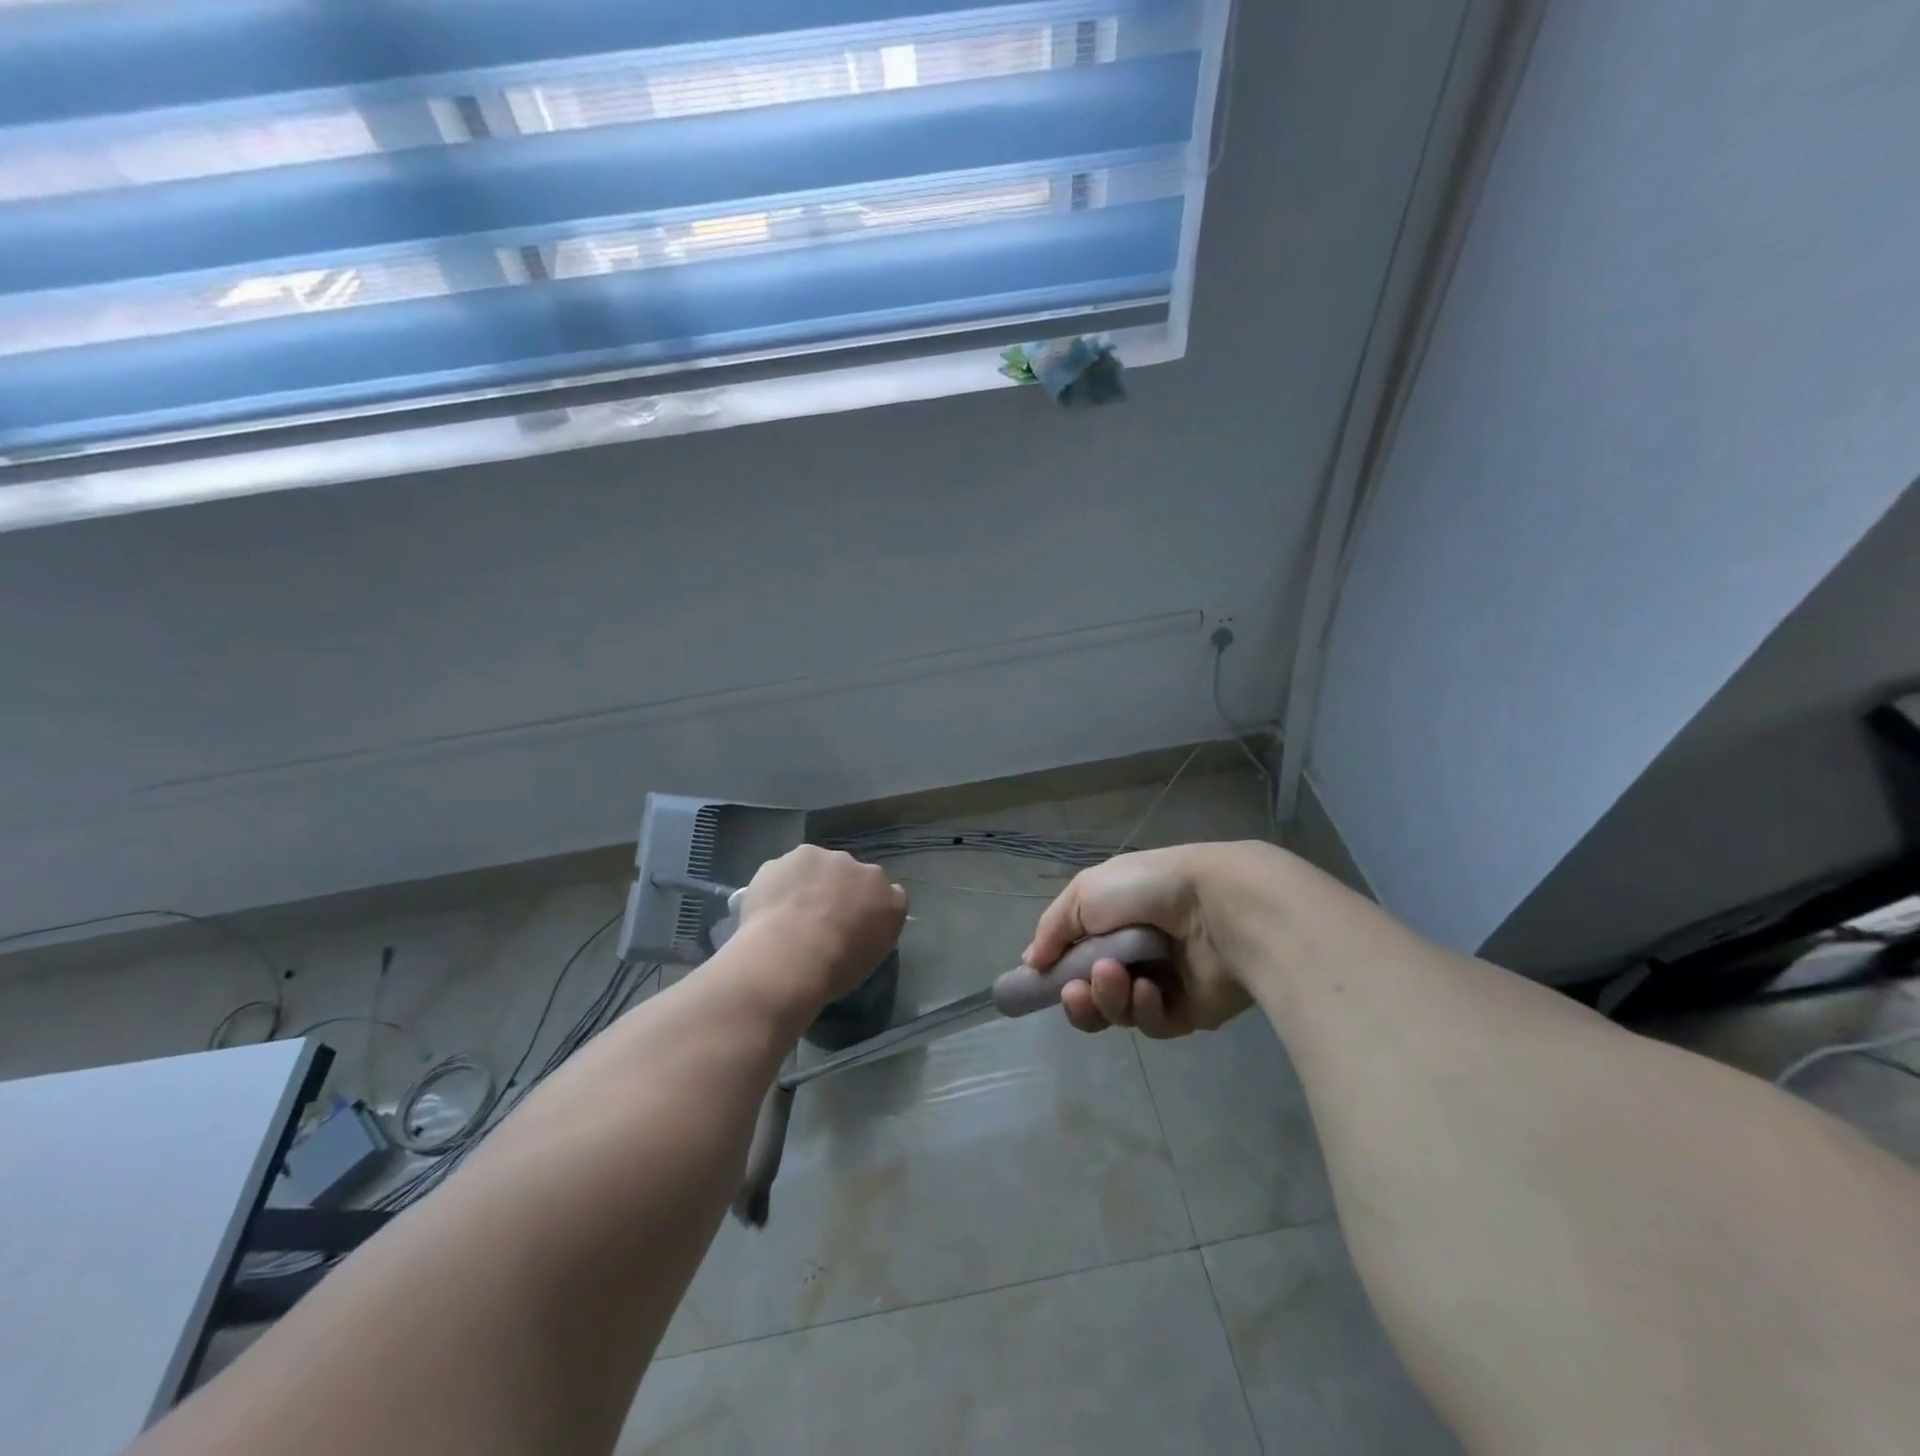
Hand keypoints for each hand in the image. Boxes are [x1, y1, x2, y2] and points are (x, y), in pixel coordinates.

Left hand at [737, 846, 907, 1003]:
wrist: (790, 955)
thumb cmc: (835, 968)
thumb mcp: (868, 960)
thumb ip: (869, 933)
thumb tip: (856, 928)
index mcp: (890, 899)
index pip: (889, 895)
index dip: (868, 907)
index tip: (853, 924)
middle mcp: (863, 869)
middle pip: (852, 874)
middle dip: (838, 889)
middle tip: (819, 918)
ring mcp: (826, 858)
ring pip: (818, 866)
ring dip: (809, 881)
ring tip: (790, 913)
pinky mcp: (792, 856)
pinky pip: (787, 869)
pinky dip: (781, 883)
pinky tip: (770, 907)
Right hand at [1024, 844, 1258, 1037]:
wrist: (1217, 906)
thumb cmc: (1145, 890)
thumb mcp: (1085, 894)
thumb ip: (1053, 930)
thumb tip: (1032, 962)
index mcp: (1112, 920)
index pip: (1076, 955)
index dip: (1057, 971)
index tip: (1040, 979)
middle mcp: (1135, 952)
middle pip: (1093, 992)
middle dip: (1079, 997)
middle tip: (1074, 992)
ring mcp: (1162, 982)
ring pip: (1118, 1010)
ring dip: (1109, 997)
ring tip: (1116, 977)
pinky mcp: (1188, 1011)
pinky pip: (1152, 1023)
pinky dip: (1145, 1007)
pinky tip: (1150, 989)